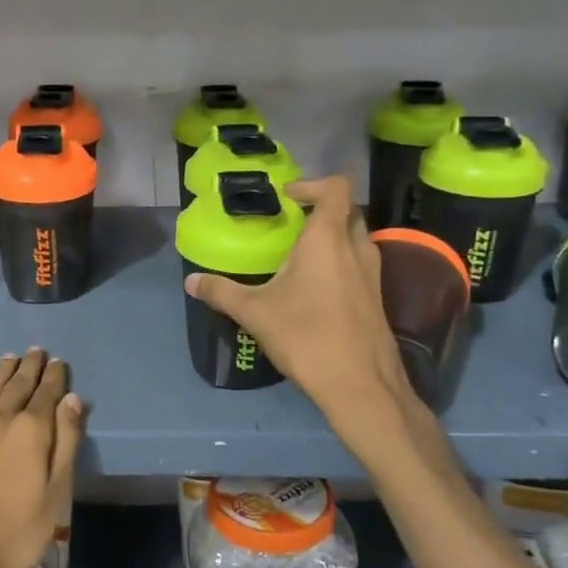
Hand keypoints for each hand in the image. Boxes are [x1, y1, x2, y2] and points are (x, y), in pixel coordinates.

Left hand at [0, 349, 83, 567]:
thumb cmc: (15, 535)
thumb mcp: (55, 495)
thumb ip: (66, 443)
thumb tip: (72, 399)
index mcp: (30, 432)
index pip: (47, 394)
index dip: (55, 377)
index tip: (59, 363)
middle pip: (17, 386)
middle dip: (30, 368)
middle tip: (37, 351)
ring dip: (1, 371)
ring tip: (11, 358)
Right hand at [183, 176, 421, 435]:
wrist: (359, 384)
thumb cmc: (305, 335)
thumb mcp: (254, 312)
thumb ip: (221, 292)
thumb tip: (190, 281)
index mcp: (327, 239)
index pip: (335, 188)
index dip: (312, 183)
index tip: (288, 197)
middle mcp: (355, 248)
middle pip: (347, 211)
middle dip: (321, 210)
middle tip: (291, 224)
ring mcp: (372, 274)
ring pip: (357, 239)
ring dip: (333, 237)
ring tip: (300, 256)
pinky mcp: (377, 299)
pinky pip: (360, 265)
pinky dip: (341, 264)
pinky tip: (315, 290)